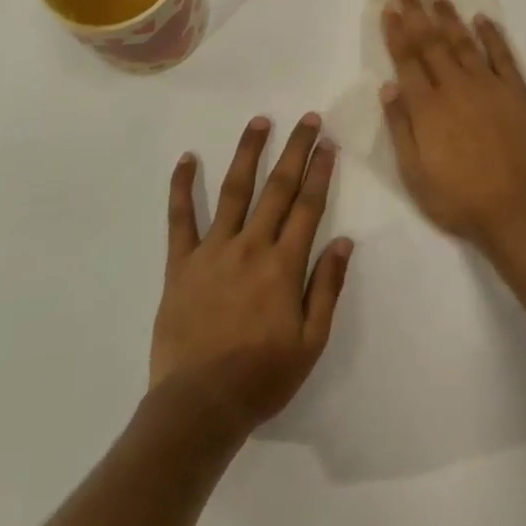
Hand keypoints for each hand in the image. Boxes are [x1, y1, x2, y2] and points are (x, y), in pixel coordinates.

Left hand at [150, 115, 352, 438]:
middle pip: (277, 188)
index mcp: (283, 266)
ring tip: (259, 121)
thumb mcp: (311, 342)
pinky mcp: (181, 264)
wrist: (199, 407)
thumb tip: (345, 242)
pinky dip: (182, 186)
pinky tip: (186, 158)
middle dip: (295, 150)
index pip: (307, 206)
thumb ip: (327, 288)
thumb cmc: (261, 378)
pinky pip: (180, 218)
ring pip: (233, 191)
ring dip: (248, 153)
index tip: (328, 144)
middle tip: (307, 119)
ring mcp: (212, 251)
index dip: (320, 172)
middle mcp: (250, 247)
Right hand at [379, 0, 525, 248]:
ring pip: (464, 42)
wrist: (515, 210)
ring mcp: (488, 86)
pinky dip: (492, 35)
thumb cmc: (457, 198)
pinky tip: (482, 19)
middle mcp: (455, 87)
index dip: (397, 31)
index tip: (389, 7)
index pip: (407, 59)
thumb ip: (400, 126)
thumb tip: (388, 86)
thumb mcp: (413, 173)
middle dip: (416, 11)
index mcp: (427, 107)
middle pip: (431, 42)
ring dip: (448, 16)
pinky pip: (502, 56)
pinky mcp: (516, 93)